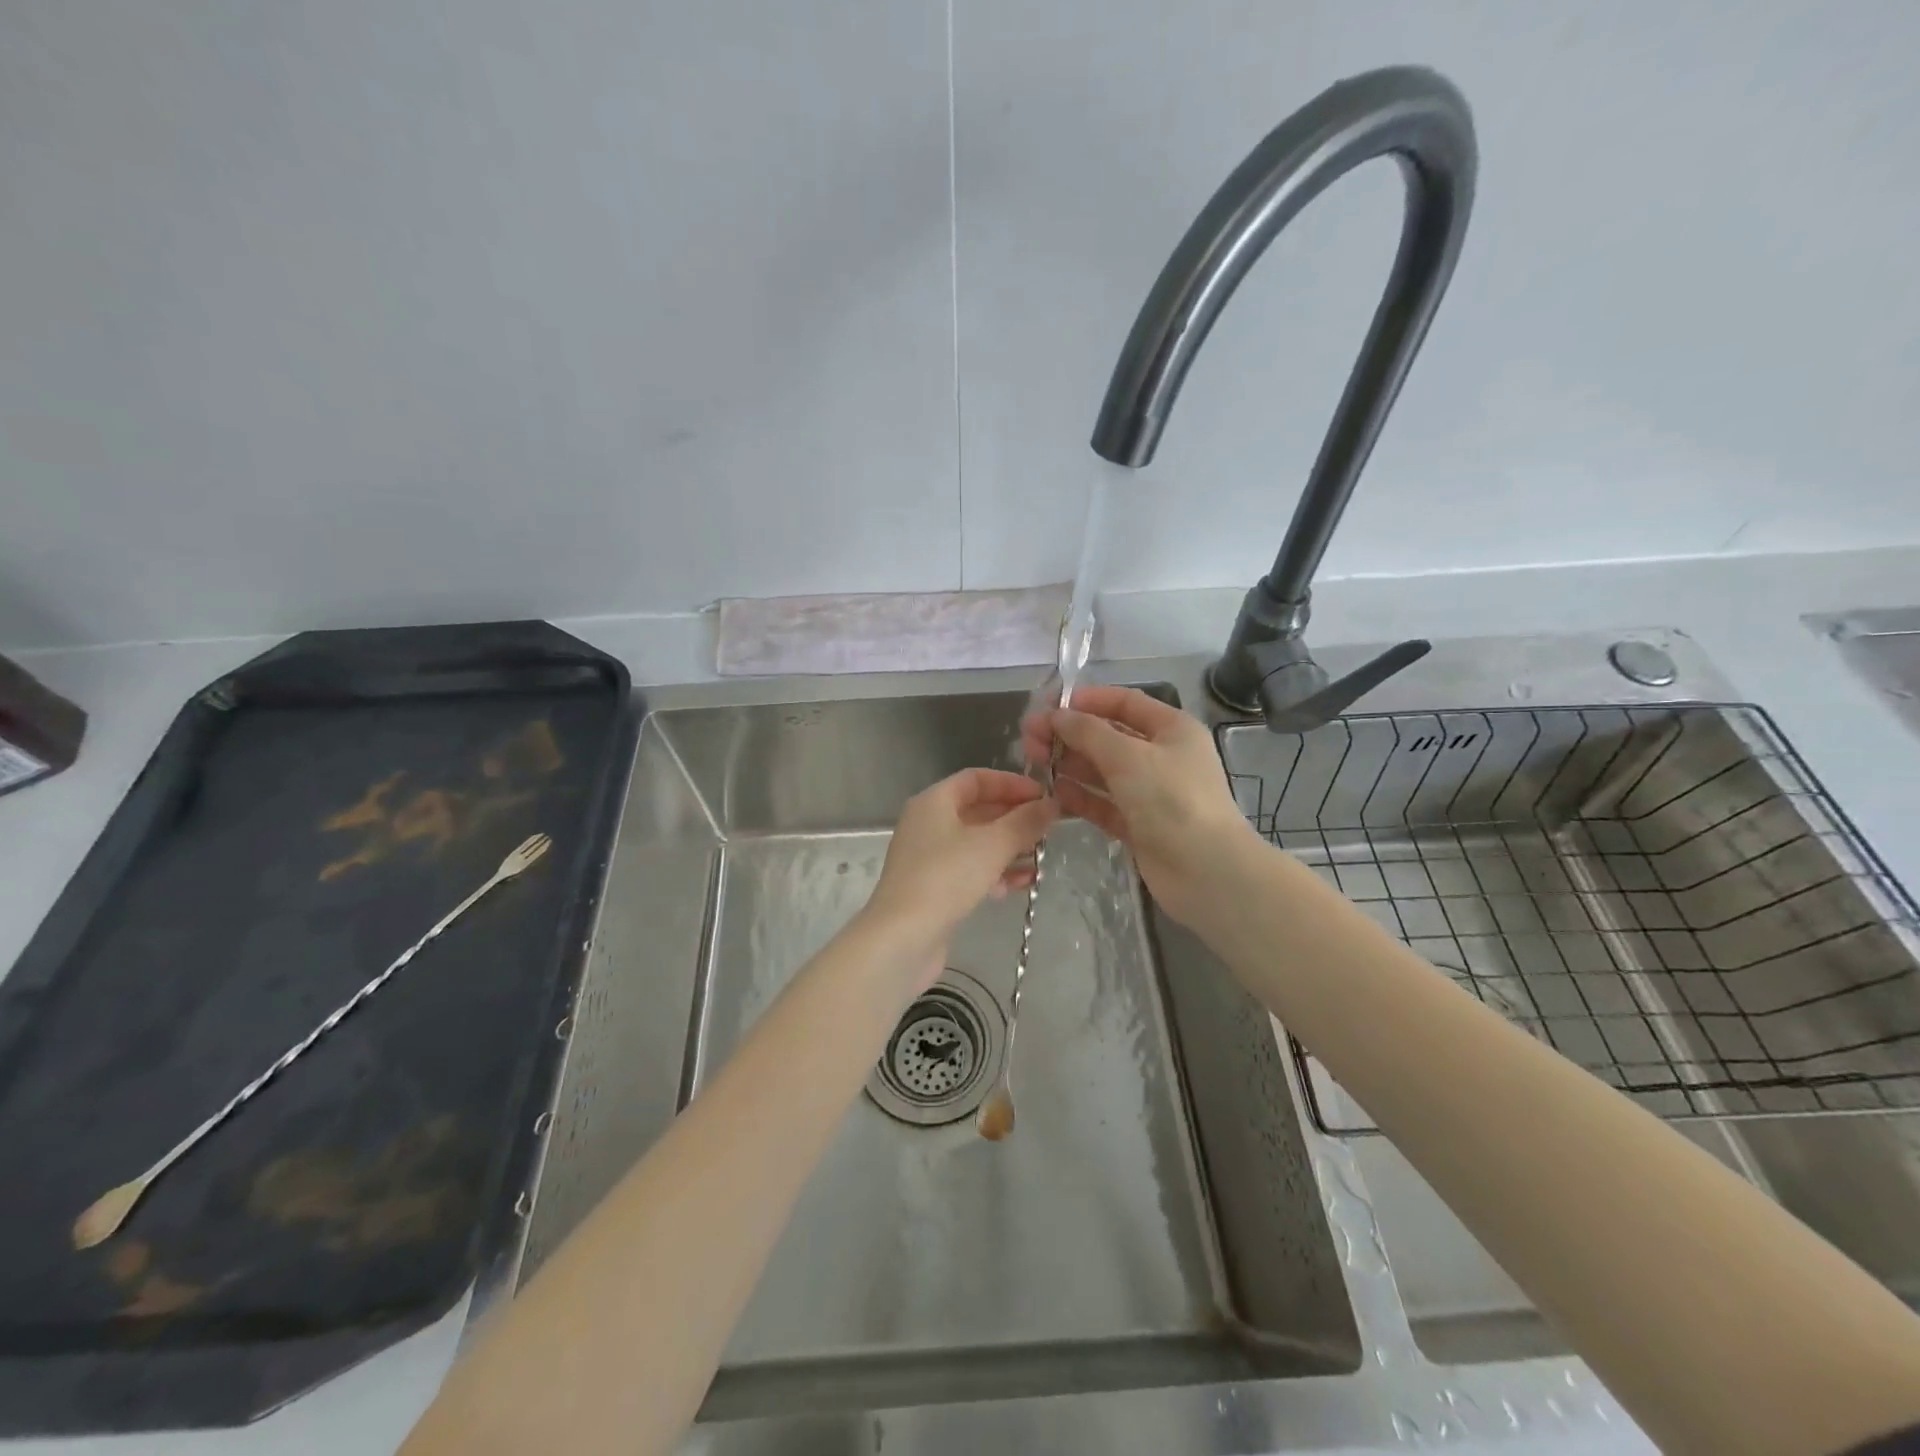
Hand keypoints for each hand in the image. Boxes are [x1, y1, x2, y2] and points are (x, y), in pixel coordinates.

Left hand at [864, 767, 1058, 966]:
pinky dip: (996, 872)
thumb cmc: (947, 877)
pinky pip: (971, 870)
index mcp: (934, 802)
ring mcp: (929, 858)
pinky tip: (1023, 884)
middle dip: (1014, 818)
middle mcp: (928, 824)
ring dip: (1010, 847)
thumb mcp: (993, 844)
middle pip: (978, 810)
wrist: (903, 938)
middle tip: (1049, 828)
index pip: (976, 779)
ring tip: (1042, 856)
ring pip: (977, 843)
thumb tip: (1051, 804)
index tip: (1044, 796)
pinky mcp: (934, 888)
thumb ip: (1025, 822)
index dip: (1011, 783)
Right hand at [1021, 685, 1256, 924]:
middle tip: (1030, 739)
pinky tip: (1054, 792)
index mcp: (1171, 729)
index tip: (1048, 705)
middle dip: (1069, 735)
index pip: (1124, 703)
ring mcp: (1149, 793)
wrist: (1207, 872)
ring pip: (1102, 771)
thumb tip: (1056, 715)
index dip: (1087, 700)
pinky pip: (1103, 803)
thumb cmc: (1172, 800)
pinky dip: (1080, 797)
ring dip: (1069, 764)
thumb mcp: (1128, 756)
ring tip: (1034, 763)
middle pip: (1108, 737)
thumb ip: (1088, 732)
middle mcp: (1161, 756)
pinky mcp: (1138, 825)